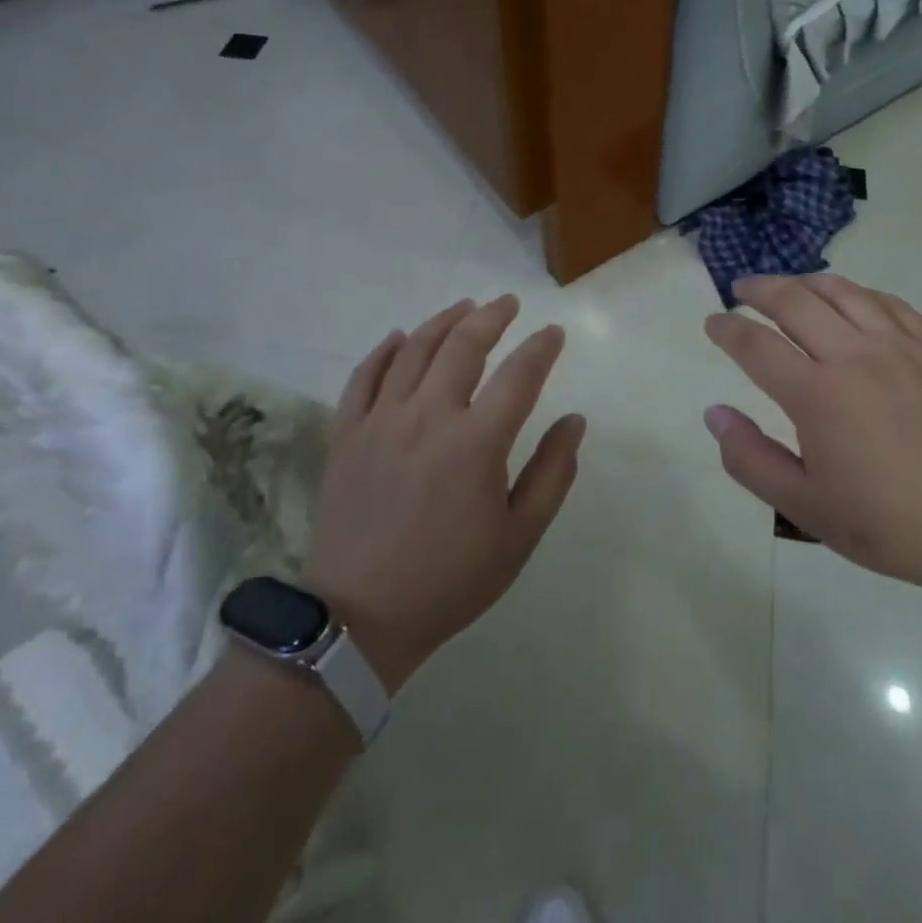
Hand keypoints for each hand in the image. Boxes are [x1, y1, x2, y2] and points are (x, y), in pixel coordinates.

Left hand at [302, 296, 583, 692]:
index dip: (541, 348)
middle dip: (491, 317)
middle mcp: (428, 417)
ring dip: (443, 321)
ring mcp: (381, 421)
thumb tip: (575, 421)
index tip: (553, 333)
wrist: (359, 619)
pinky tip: (400, 337)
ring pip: (414, 350)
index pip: (519, 375)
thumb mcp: (518, 536)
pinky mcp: (347, 434)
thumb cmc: (450, 580)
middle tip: (508, 303)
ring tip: (464, 307)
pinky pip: (364, 376)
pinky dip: (385, 350)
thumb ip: (552, 473)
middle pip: (463, 346)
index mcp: (475, 443)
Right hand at [703, 274, 921, 601]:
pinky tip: (849, 300)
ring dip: (804, 282)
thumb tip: (714, 413)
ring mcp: (899, 347)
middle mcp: (854, 357)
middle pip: (794, 301)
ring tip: (787, 287)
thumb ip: (750, 459)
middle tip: (740, 290)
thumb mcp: (806, 507)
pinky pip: (887, 302)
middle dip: (759, 290)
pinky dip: (856, 292)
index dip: (727, 328)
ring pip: (841, 291)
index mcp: (818, 396)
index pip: (756, 345)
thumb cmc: (890, 524)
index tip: (712, 322)